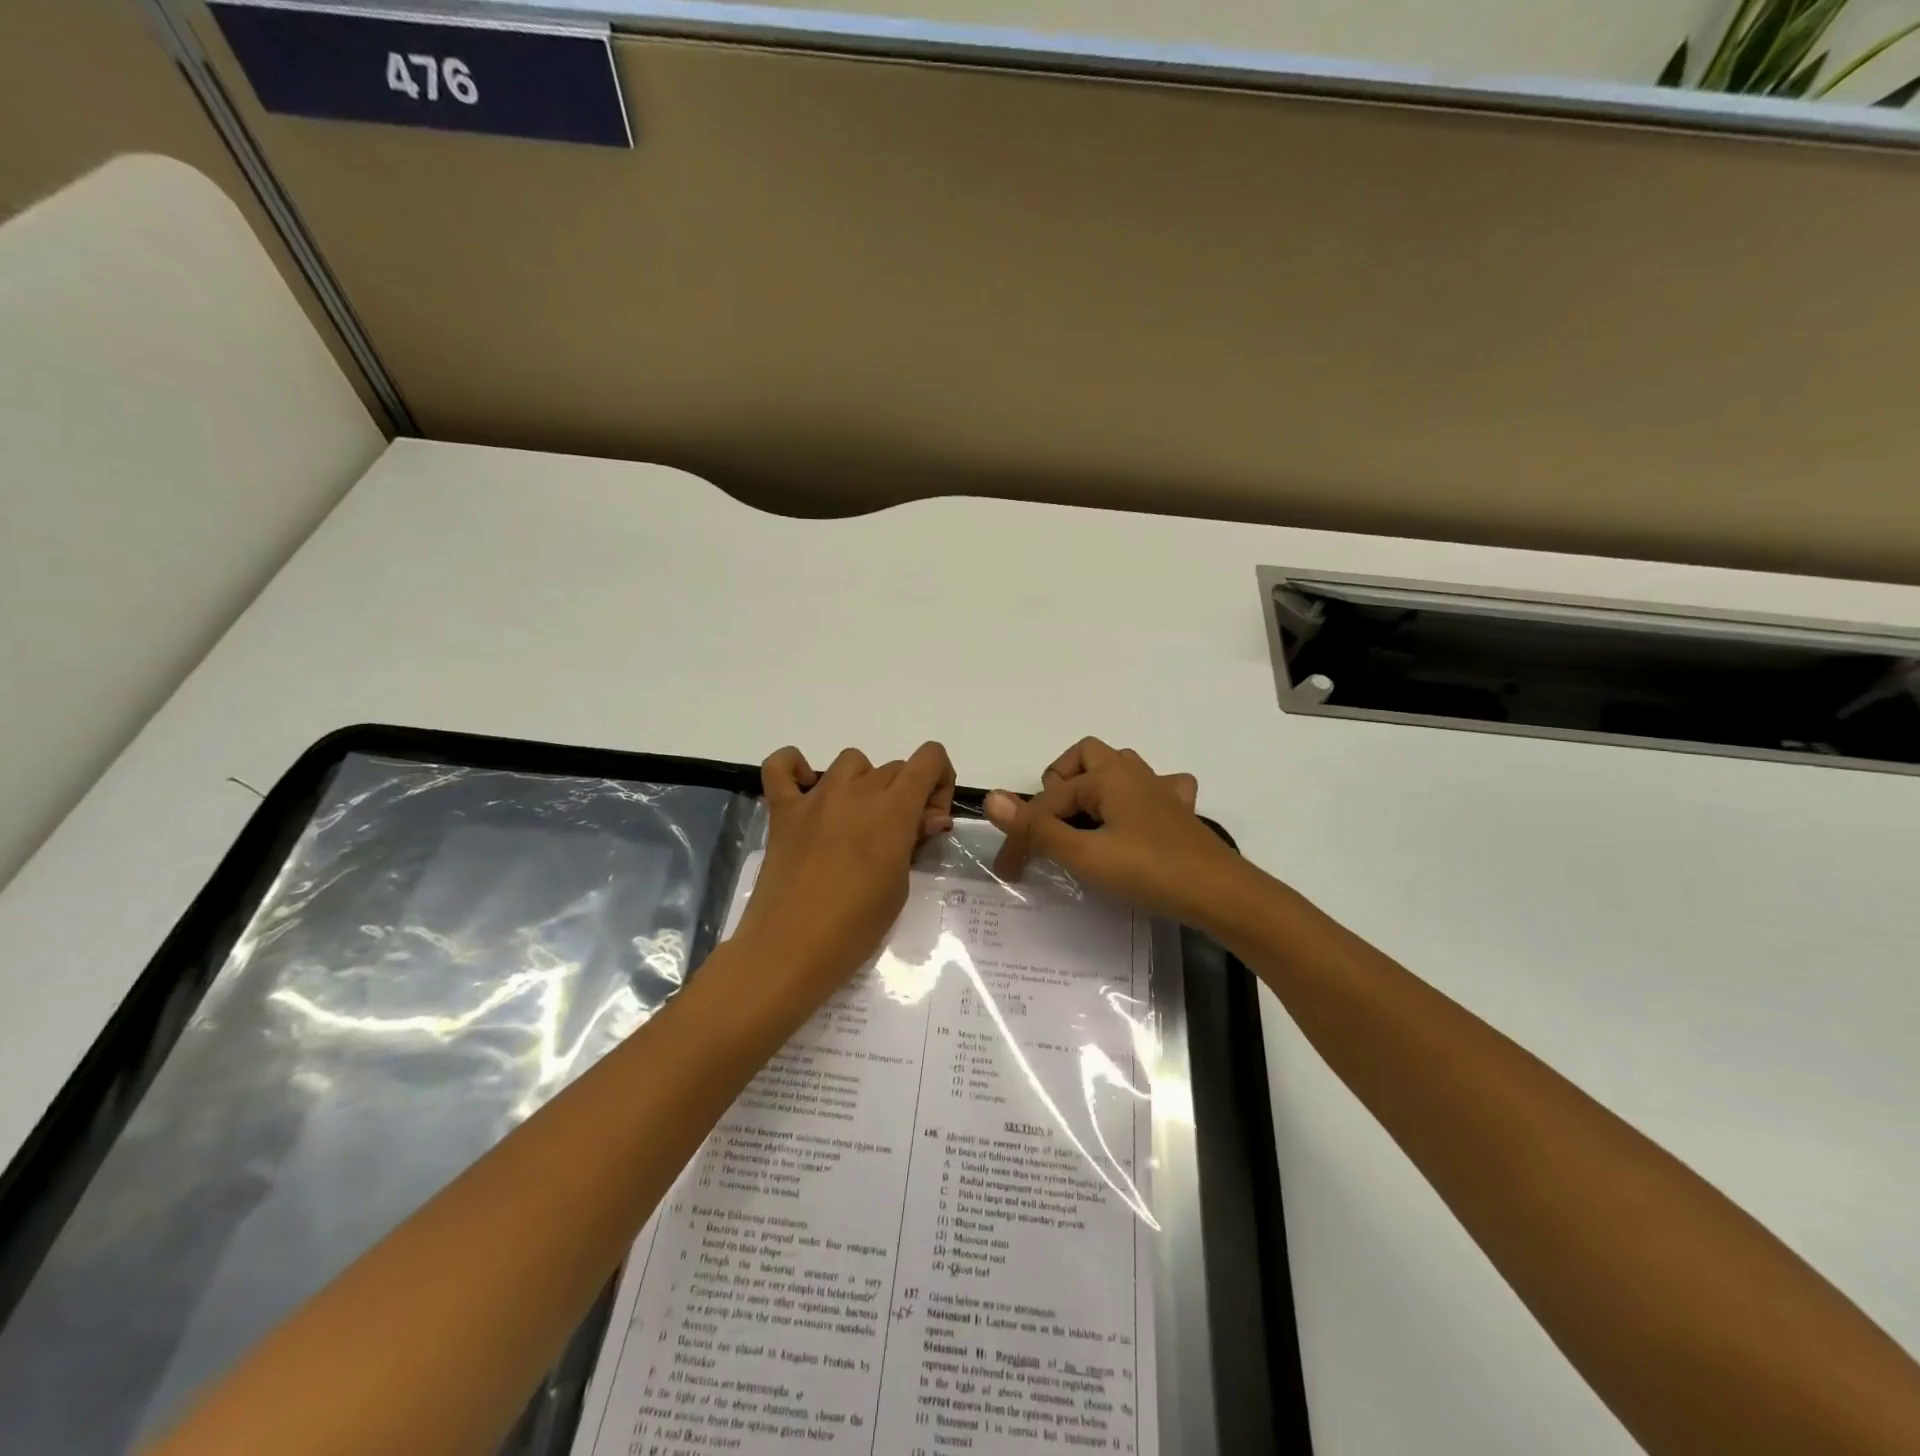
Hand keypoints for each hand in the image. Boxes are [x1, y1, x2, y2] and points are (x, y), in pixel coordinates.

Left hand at [732, 743, 956, 992]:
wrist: (790, 950)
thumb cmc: (856, 927)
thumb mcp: (900, 887)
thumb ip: (914, 842)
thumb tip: (925, 820)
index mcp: (893, 808)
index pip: (929, 758)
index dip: (939, 781)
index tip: (930, 819)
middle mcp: (856, 791)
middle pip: (894, 768)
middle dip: (906, 795)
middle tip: (898, 839)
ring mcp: (815, 797)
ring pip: (852, 762)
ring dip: (864, 783)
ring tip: (857, 822)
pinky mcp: (782, 810)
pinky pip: (781, 766)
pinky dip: (794, 768)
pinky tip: (804, 791)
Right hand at [983, 738, 1245, 926]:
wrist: (1221, 895)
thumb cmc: (1149, 872)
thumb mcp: (1084, 855)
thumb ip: (1037, 829)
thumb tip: (990, 797)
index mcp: (1106, 776)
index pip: (1049, 801)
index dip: (1023, 834)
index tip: (1010, 871)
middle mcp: (1132, 772)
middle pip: (1083, 759)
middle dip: (1059, 786)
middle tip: (1052, 825)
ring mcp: (1160, 789)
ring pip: (1116, 770)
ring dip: (1093, 788)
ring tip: (1083, 822)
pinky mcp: (1179, 812)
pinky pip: (1153, 789)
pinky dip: (1135, 799)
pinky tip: (1134, 822)